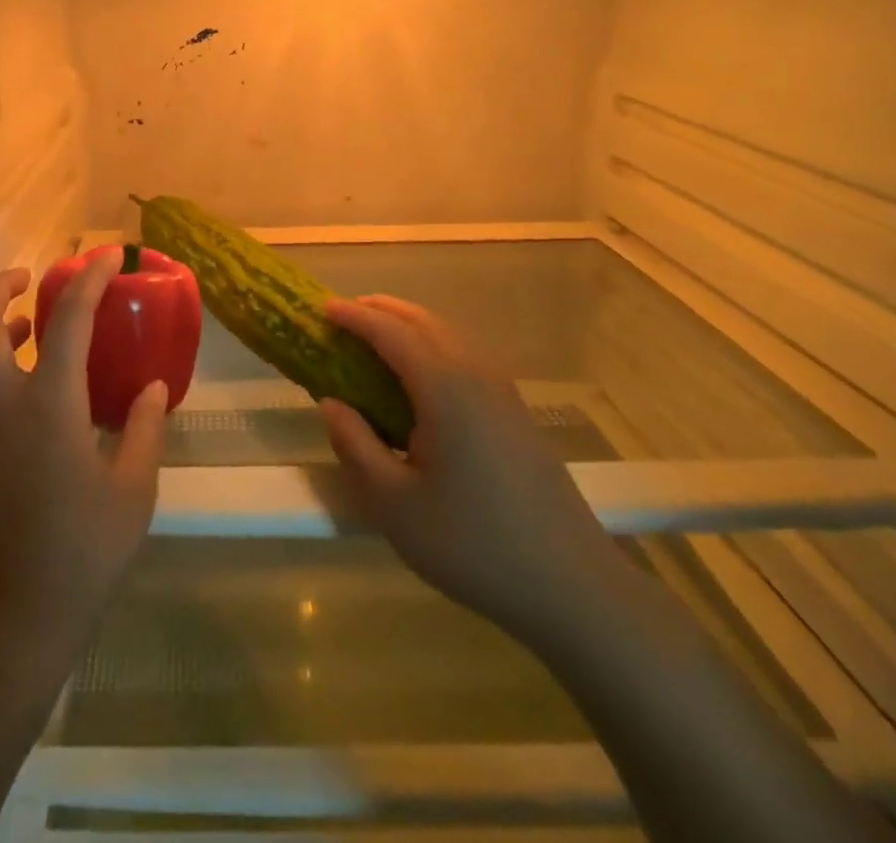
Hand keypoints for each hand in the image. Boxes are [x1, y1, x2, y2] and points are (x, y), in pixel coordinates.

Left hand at [0, 252, 168, 688]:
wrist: (3, 627)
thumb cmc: (79, 557)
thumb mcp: (132, 494)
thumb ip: (144, 430)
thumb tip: (150, 389)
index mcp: (49, 404)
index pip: (68, 317)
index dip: (90, 278)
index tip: (109, 256)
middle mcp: (0, 402)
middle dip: (1, 284)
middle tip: (33, 277)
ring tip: (30, 323)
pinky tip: (29, 386)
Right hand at [319, 295, 624, 643]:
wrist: (572, 586)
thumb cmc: (474, 546)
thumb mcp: (395, 505)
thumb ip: (355, 446)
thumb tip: (331, 403)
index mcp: (445, 388)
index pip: (391, 333)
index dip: (354, 317)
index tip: (323, 308)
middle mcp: (476, 374)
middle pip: (423, 322)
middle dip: (381, 310)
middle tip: (344, 315)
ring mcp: (502, 392)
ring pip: (448, 336)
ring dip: (408, 326)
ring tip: (374, 339)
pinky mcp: (515, 412)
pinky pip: (464, 358)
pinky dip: (431, 348)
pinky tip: (418, 379)